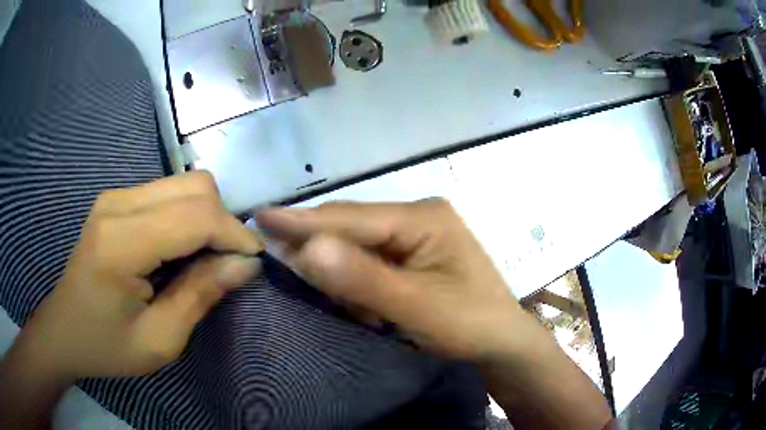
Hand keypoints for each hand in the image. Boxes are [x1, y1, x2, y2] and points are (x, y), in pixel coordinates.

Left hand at [9, 171, 263, 380]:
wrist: (64, 331)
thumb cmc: (107, 346)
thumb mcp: (159, 340)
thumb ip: (201, 296)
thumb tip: (245, 264)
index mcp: (121, 243)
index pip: (195, 216)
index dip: (234, 234)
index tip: (255, 261)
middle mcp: (117, 204)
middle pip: (194, 187)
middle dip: (223, 222)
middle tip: (227, 264)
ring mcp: (114, 197)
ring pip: (183, 184)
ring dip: (206, 218)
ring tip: (203, 260)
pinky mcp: (116, 201)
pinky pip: (167, 193)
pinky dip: (187, 217)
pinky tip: (179, 250)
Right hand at [257, 199, 611, 428]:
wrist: (502, 343)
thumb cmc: (469, 325)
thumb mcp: (416, 307)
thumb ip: (363, 278)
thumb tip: (306, 249)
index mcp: (424, 217)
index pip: (351, 217)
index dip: (303, 220)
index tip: (260, 215)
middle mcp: (418, 216)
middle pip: (353, 227)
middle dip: (318, 245)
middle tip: (274, 251)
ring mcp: (417, 235)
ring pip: (359, 245)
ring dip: (339, 268)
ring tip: (325, 288)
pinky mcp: (415, 255)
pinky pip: (372, 260)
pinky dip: (356, 279)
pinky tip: (354, 298)